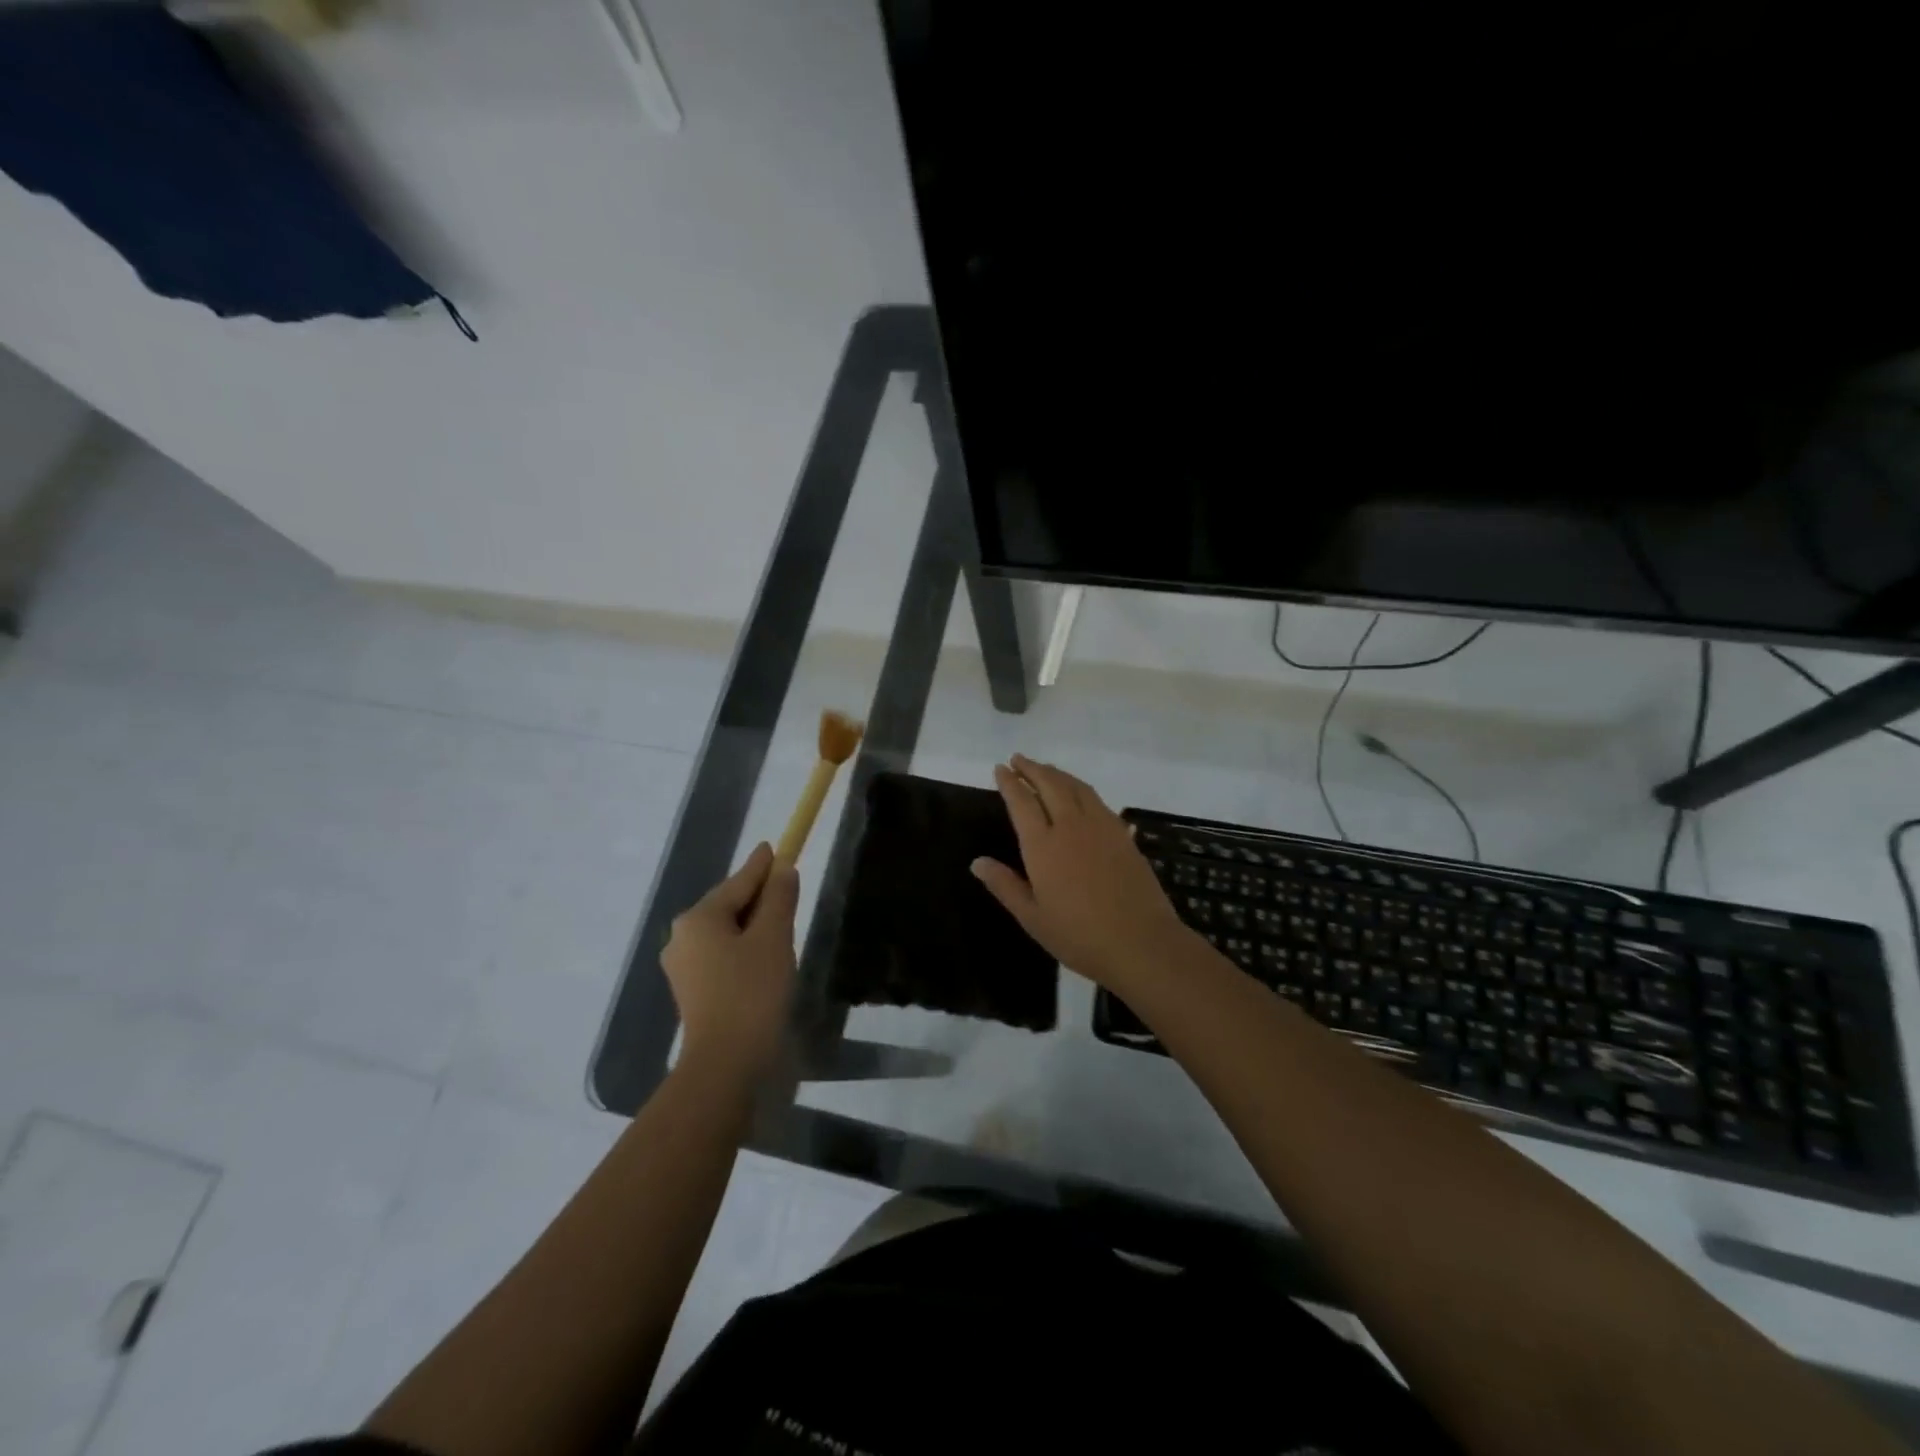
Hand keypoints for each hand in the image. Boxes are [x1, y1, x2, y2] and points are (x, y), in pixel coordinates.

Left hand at [661, 842, 798, 1074]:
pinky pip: (721, 955)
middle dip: (759, 898)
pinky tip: (764, 958)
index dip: (763, 865)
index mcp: (699, 917)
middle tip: (788, 890)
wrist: (726, 1063)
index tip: (777, 847)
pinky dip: (743, 948)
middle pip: (729, 905)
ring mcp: (683, 966)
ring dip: (753, 926)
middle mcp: (682, 936)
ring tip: (782, 927)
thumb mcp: (774, 937)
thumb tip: (782, 869)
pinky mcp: (691, 990)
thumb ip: (779, 898)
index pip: (739, 881)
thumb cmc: (752, 992)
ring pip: (726, 931)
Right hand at [971, 755, 1190, 990]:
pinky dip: (1081, 788)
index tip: (1000, 768)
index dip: (1009, 782)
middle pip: (1049, 784)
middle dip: (1031, 769)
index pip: (1022, 802)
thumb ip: (1004, 885)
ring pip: (1076, 786)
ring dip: (1057, 773)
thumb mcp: (1032, 918)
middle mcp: (1071, 826)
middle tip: (1018, 759)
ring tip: (1044, 769)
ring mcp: (1101, 827)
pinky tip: (1079, 794)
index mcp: (1043, 845)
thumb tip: (977, 861)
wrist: (1141, 942)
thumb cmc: (1079, 936)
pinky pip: (1097, 800)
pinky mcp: (1123, 835)